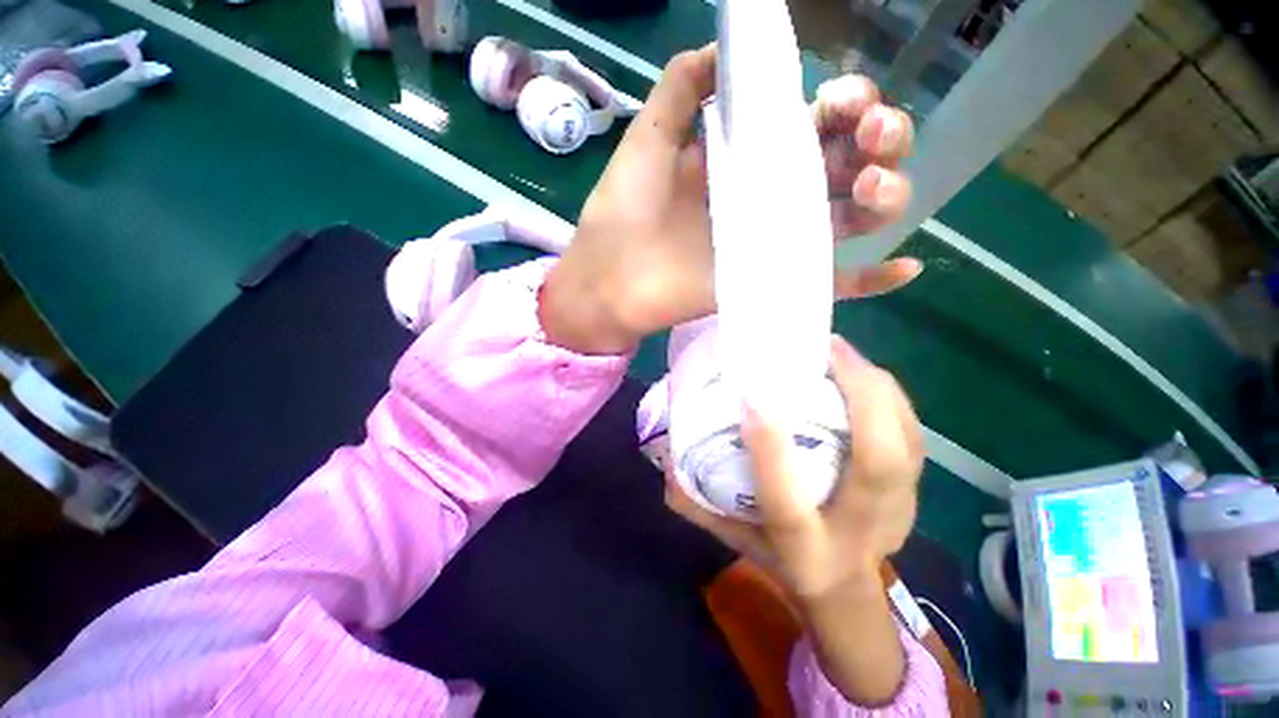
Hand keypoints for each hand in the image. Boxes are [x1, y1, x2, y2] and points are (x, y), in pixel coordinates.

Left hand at [540, 44, 919, 354]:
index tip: (838, 98)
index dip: (841, 104)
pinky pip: (830, 283)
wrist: (608, 281)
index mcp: (744, 158)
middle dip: (877, 138)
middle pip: (845, 164)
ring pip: (849, 217)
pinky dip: (871, 280)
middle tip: (869, 131)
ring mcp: (772, 242)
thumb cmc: (622, 215)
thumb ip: (680, 91)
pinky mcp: (768, 282)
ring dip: (885, 194)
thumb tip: (717, 49)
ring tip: (875, 182)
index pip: (813, 125)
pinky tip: (906, 268)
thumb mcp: (647, 141)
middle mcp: (767, 198)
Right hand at [664, 335, 923, 703]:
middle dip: (860, 399)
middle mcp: (858, 530)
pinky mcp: (915, 493)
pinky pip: (915, 436)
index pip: (787, 502)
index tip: (753, 395)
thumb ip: (697, 505)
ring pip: (906, 444)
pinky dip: (891, 397)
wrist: (844, 591)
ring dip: (877, 388)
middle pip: (879, 465)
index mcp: (805, 549)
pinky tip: (861, 372)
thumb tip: (666, 463)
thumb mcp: (734, 538)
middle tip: (824, 349)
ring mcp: (898, 511)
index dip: (771, 448)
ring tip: (840, 350)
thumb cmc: (782, 560)